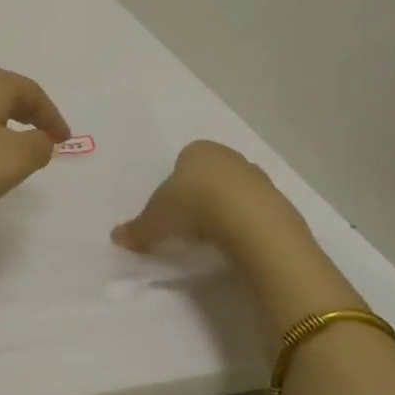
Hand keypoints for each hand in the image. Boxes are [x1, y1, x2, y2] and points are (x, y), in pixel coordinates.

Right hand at [111, 139, 299, 253]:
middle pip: (211, 175)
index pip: (184, 162)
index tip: (172, 210)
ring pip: (235, 192)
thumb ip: (138, 229)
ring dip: (225, 210)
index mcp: (197, 151)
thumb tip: (116, 238)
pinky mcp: (279, 201)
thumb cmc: (193, 206)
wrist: (249, 220)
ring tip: (214, 238)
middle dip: (202, 196)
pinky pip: (256, 212)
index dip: (176, 186)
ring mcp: (257, 177)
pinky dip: (246, 225)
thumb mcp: (156, 220)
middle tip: (190, 224)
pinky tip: (237, 244)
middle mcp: (229, 157)